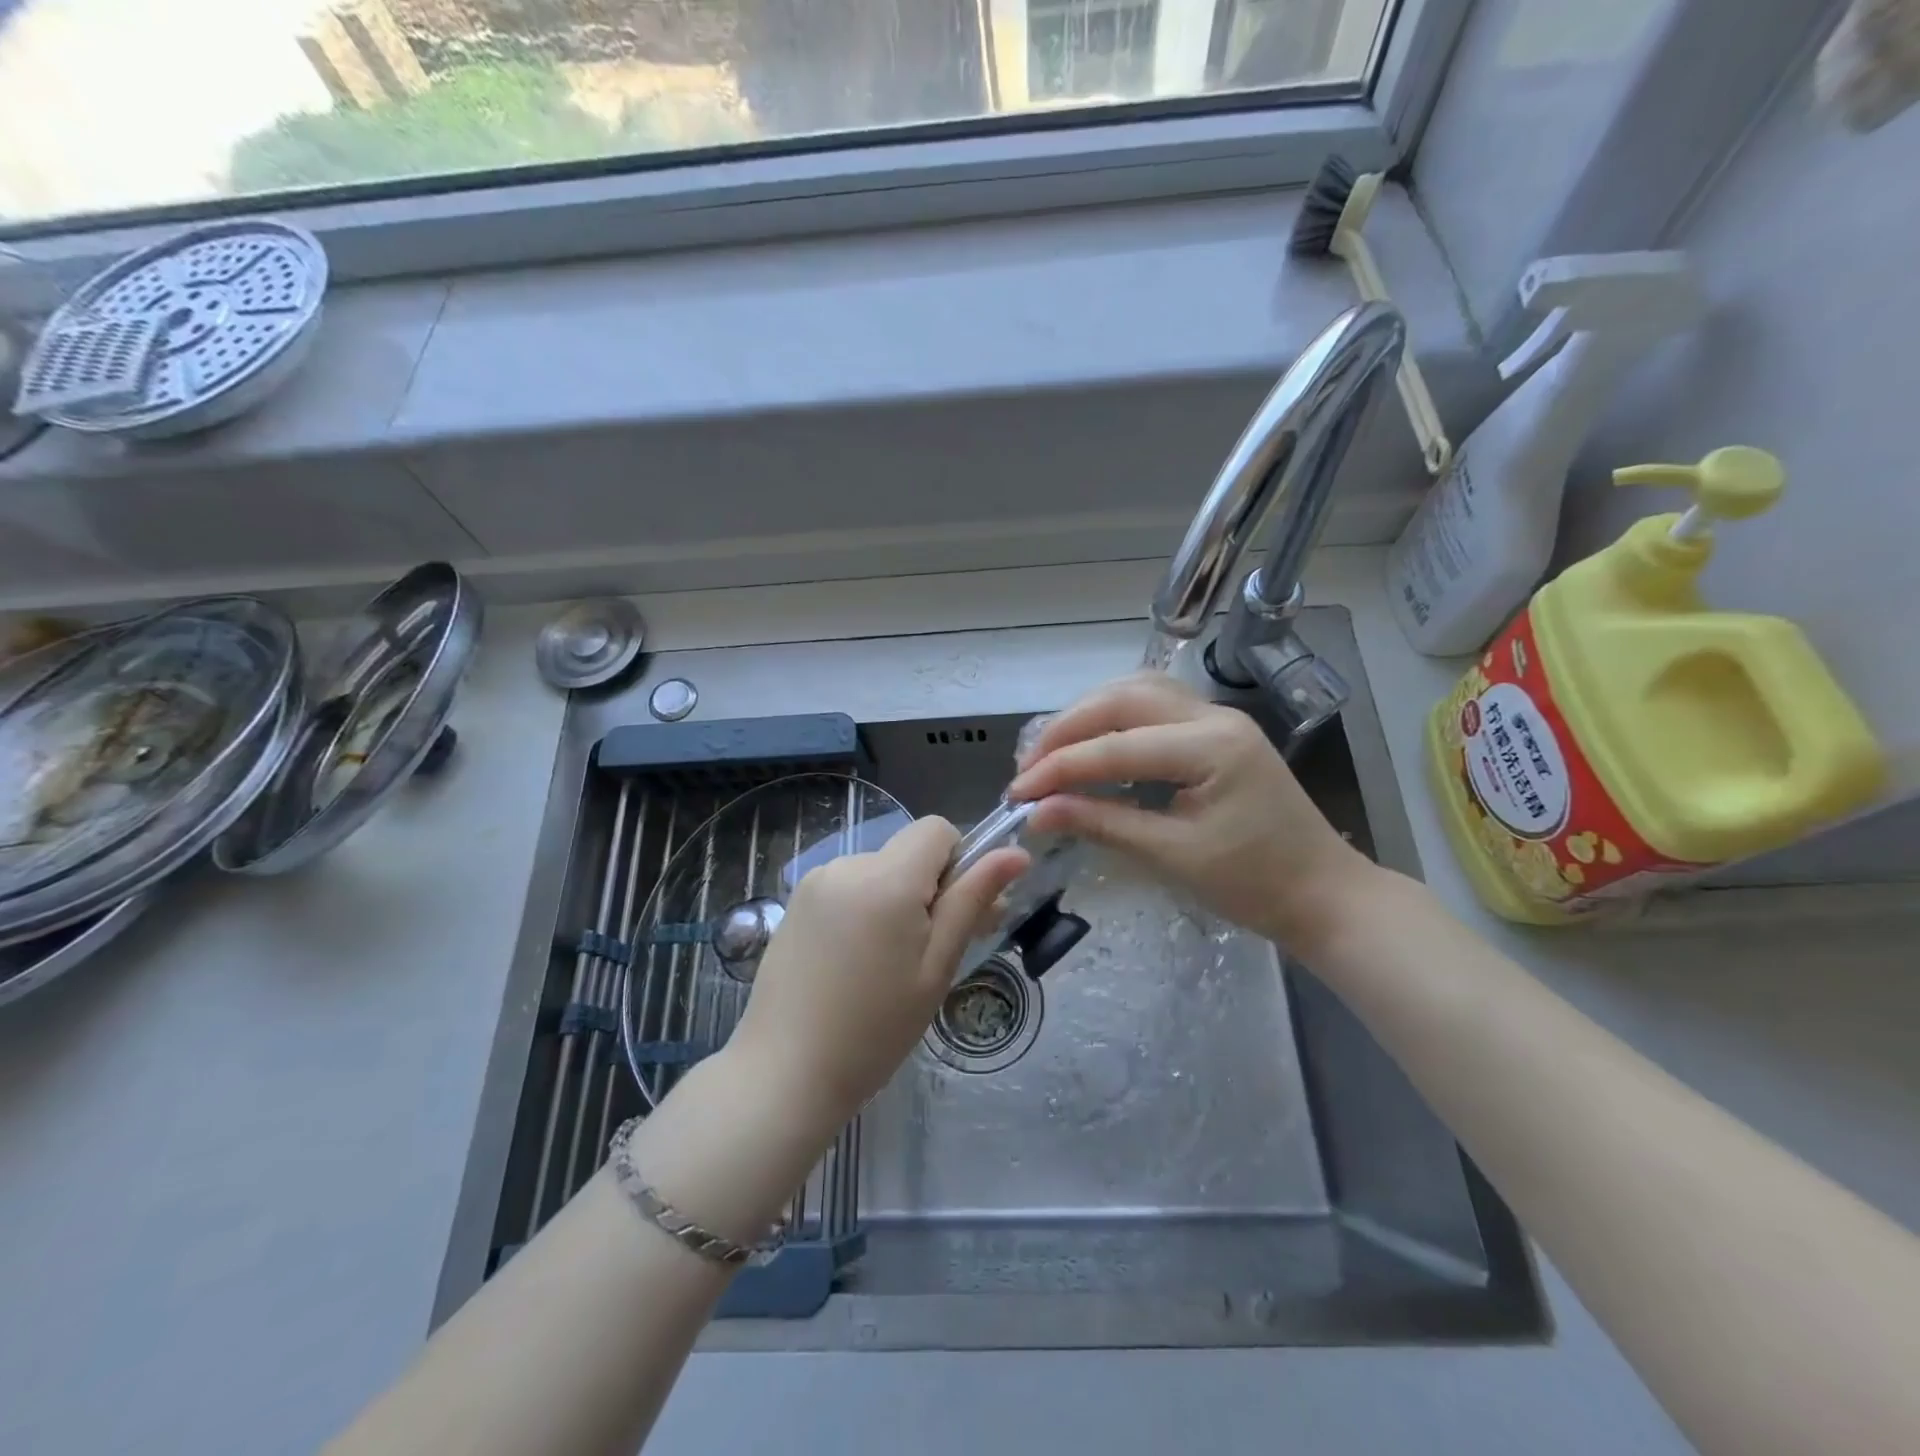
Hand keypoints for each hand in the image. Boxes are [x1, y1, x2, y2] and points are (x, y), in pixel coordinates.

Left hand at [730, 817, 1027, 1136]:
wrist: (785, 1073)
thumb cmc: (875, 1028)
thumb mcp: (937, 966)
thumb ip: (972, 901)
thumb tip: (1015, 853)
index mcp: (887, 878)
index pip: (937, 830)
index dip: (957, 863)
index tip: (953, 915)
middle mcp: (847, 865)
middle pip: (907, 851)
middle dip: (926, 888)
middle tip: (926, 952)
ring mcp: (815, 882)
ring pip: (878, 870)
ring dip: (893, 899)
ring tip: (883, 964)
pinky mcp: (795, 902)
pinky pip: (847, 886)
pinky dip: (863, 909)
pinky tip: (851, 962)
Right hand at [1007, 672, 1376, 952]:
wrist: (1323, 893)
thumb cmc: (1254, 884)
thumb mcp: (1172, 856)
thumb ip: (1102, 824)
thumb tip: (1038, 813)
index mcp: (1211, 746)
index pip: (1116, 746)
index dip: (1059, 768)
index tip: (1017, 794)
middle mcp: (1214, 716)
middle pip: (1123, 697)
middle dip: (1067, 728)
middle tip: (1029, 767)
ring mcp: (1218, 718)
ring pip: (1137, 691)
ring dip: (1088, 715)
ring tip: (1051, 751)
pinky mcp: (1216, 731)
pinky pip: (1154, 707)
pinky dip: (1114, 719)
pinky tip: (1093, 742)